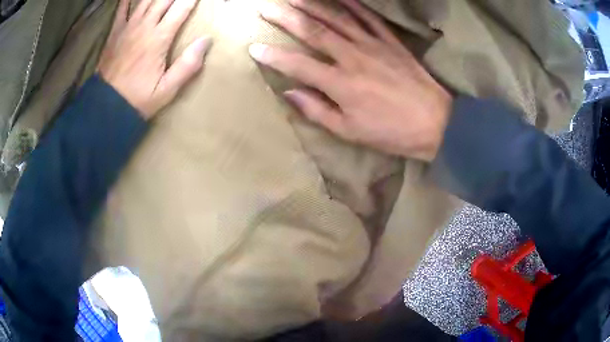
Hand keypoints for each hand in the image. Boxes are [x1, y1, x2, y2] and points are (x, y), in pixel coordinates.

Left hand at [98, 0, 210, 118]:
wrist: (106, 107)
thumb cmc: (138, 99)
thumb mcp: (167, 89)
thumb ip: (188, 65)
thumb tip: (206, 40)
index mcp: (159, 38)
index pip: (181, 8)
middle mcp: (144, 26)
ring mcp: (128, 27)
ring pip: (146, 0)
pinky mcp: (115, 32)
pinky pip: (121, 9)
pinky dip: (126, 0)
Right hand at [249, 0, 451, 161]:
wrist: (435, 123)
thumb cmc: (392, 132)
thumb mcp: (350, 131)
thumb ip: (317, 111)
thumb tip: (290, 94)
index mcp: (340, 84)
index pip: (298, 65)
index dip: (273, 56)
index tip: (253, 48)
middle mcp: (353, 58)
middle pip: (314, 32)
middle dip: (286, 18)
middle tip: (266, 8)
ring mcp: (373, 45)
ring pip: (337, 19)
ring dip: (313, 6)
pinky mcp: (390, 41)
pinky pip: (369, 18)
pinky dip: (354, 4)